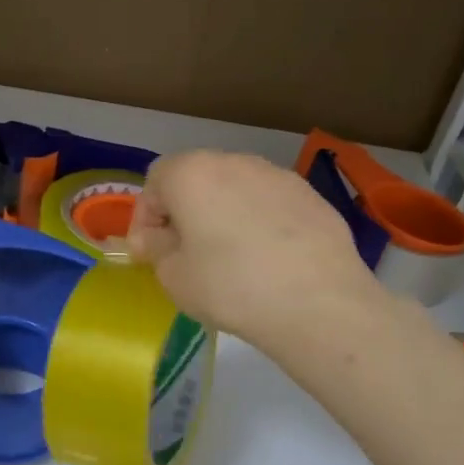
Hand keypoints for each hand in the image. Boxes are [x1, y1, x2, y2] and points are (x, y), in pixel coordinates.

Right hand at [124, 151, 377, 348]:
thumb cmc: (229, 286)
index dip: (146, 216)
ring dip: (223, 216)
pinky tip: (268, 262)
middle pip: (197, 179)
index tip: (150, 251)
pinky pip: (270, 205)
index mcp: (193, 173)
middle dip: (185, 213)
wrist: (317, 302)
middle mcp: (235, 162)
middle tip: (186, 255)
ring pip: (236, 190)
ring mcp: (278, 175)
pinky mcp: (312, 196)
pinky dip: (259, 225)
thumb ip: (155, 248)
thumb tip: (154, 238)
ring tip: (230, 260)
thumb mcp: (173, 276)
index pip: (155, 180)